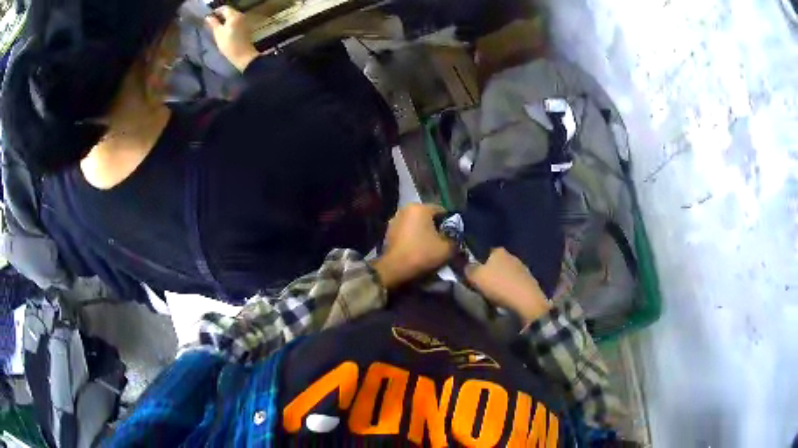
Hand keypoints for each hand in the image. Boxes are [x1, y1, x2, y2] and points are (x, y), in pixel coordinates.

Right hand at [205, 6, 259, 71]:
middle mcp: (241, 15)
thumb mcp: (218, 33)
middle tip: (211, 23)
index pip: (224, 8)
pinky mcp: (246, 27)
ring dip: (224, 20)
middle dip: (220, 16)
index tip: (209, 17)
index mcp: (234, 15)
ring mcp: (244, 21)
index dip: (216, 11)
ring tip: (217, 27)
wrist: (242, 54)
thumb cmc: (228, 43)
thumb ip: (213, 23)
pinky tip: (224, 31)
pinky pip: (236, 21)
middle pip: (229, 11)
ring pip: (233, 16)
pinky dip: (230, 23)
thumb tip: (208, 17)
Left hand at [373, 204, 453, 288]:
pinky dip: (413, 239)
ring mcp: (394, 221)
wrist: (394, 270)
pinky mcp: (388, 233)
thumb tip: (455, 239)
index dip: (450, 224)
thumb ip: (455, 240)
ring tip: (430, 248)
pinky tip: (418, 251)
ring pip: (416, 225)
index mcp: (419, 207)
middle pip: (428, 218)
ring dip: (424, 234)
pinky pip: (406, 233)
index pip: (442, 211)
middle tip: (443, 243)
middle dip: (436, 229)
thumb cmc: (422, 254)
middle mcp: (405, 209)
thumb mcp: (447, 249)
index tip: (454, 237)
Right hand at [465, 248, 551, 323]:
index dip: (476, 263)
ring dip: (500, 281)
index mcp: (498, 250)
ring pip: (506, 273)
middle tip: (482, 286)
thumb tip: (468, 266)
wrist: (526, 301)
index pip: (483, 252)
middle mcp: (511, 255)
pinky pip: (514, 283)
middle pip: (495, 263)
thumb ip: (468, 268)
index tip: (472, 275)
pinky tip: (506, 298)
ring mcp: (522, 268)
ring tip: (494, 295)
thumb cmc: (499, 286)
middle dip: (489, 272)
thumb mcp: (475, 277)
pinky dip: (509, 289)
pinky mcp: (530, 281)